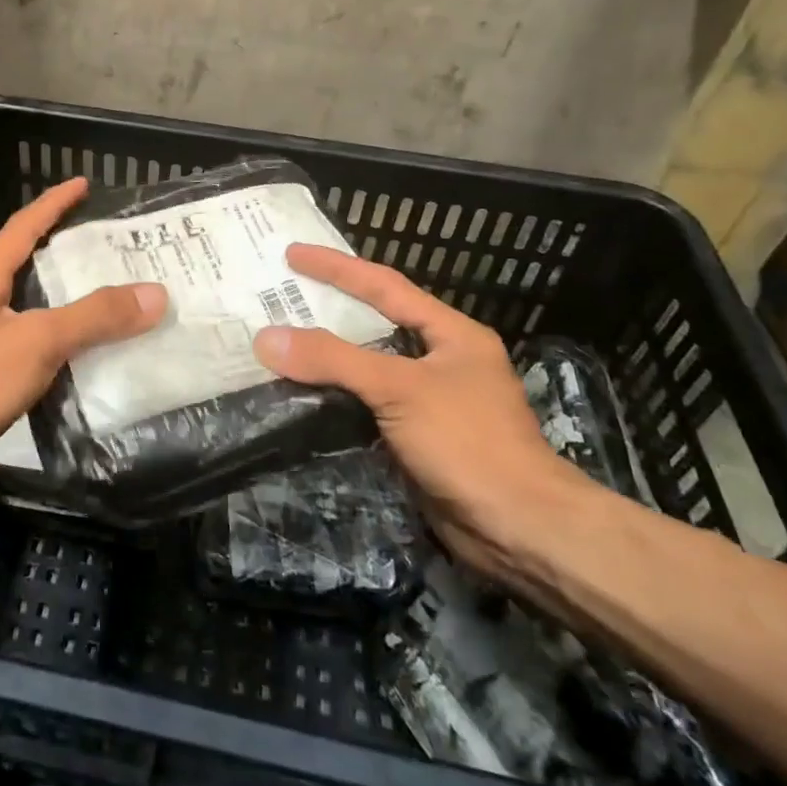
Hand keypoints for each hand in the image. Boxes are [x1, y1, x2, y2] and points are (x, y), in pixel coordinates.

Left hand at [0, 177, 166, 503]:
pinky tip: (83, 362)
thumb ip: (95, 316)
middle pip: (27, 266)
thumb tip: (154, 293)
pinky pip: (28, 352)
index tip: (84, 184)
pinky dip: (58, 349)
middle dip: (66, 254)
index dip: (54, 203)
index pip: (23, 227)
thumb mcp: (37, 341)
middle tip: (113, 250)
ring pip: (30, 311)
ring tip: (110, 303)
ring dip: (66, 304)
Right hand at [252, 243, 597, 571]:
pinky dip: (335, 395)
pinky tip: (303, 393)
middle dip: (329, 307)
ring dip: (328, 356)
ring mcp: (431, 402)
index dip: (337, 267)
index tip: (292, 254)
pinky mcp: (417, 439)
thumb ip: (333, 360)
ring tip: (282, 340)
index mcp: (451, 333)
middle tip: (281, 294)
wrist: (520, 532)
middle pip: (375, 323)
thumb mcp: (399, 389)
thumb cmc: (468, 443)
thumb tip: (266, 338)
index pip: (385, 286)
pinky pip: (367, 404)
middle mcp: (442, 360)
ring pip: (368, 366)